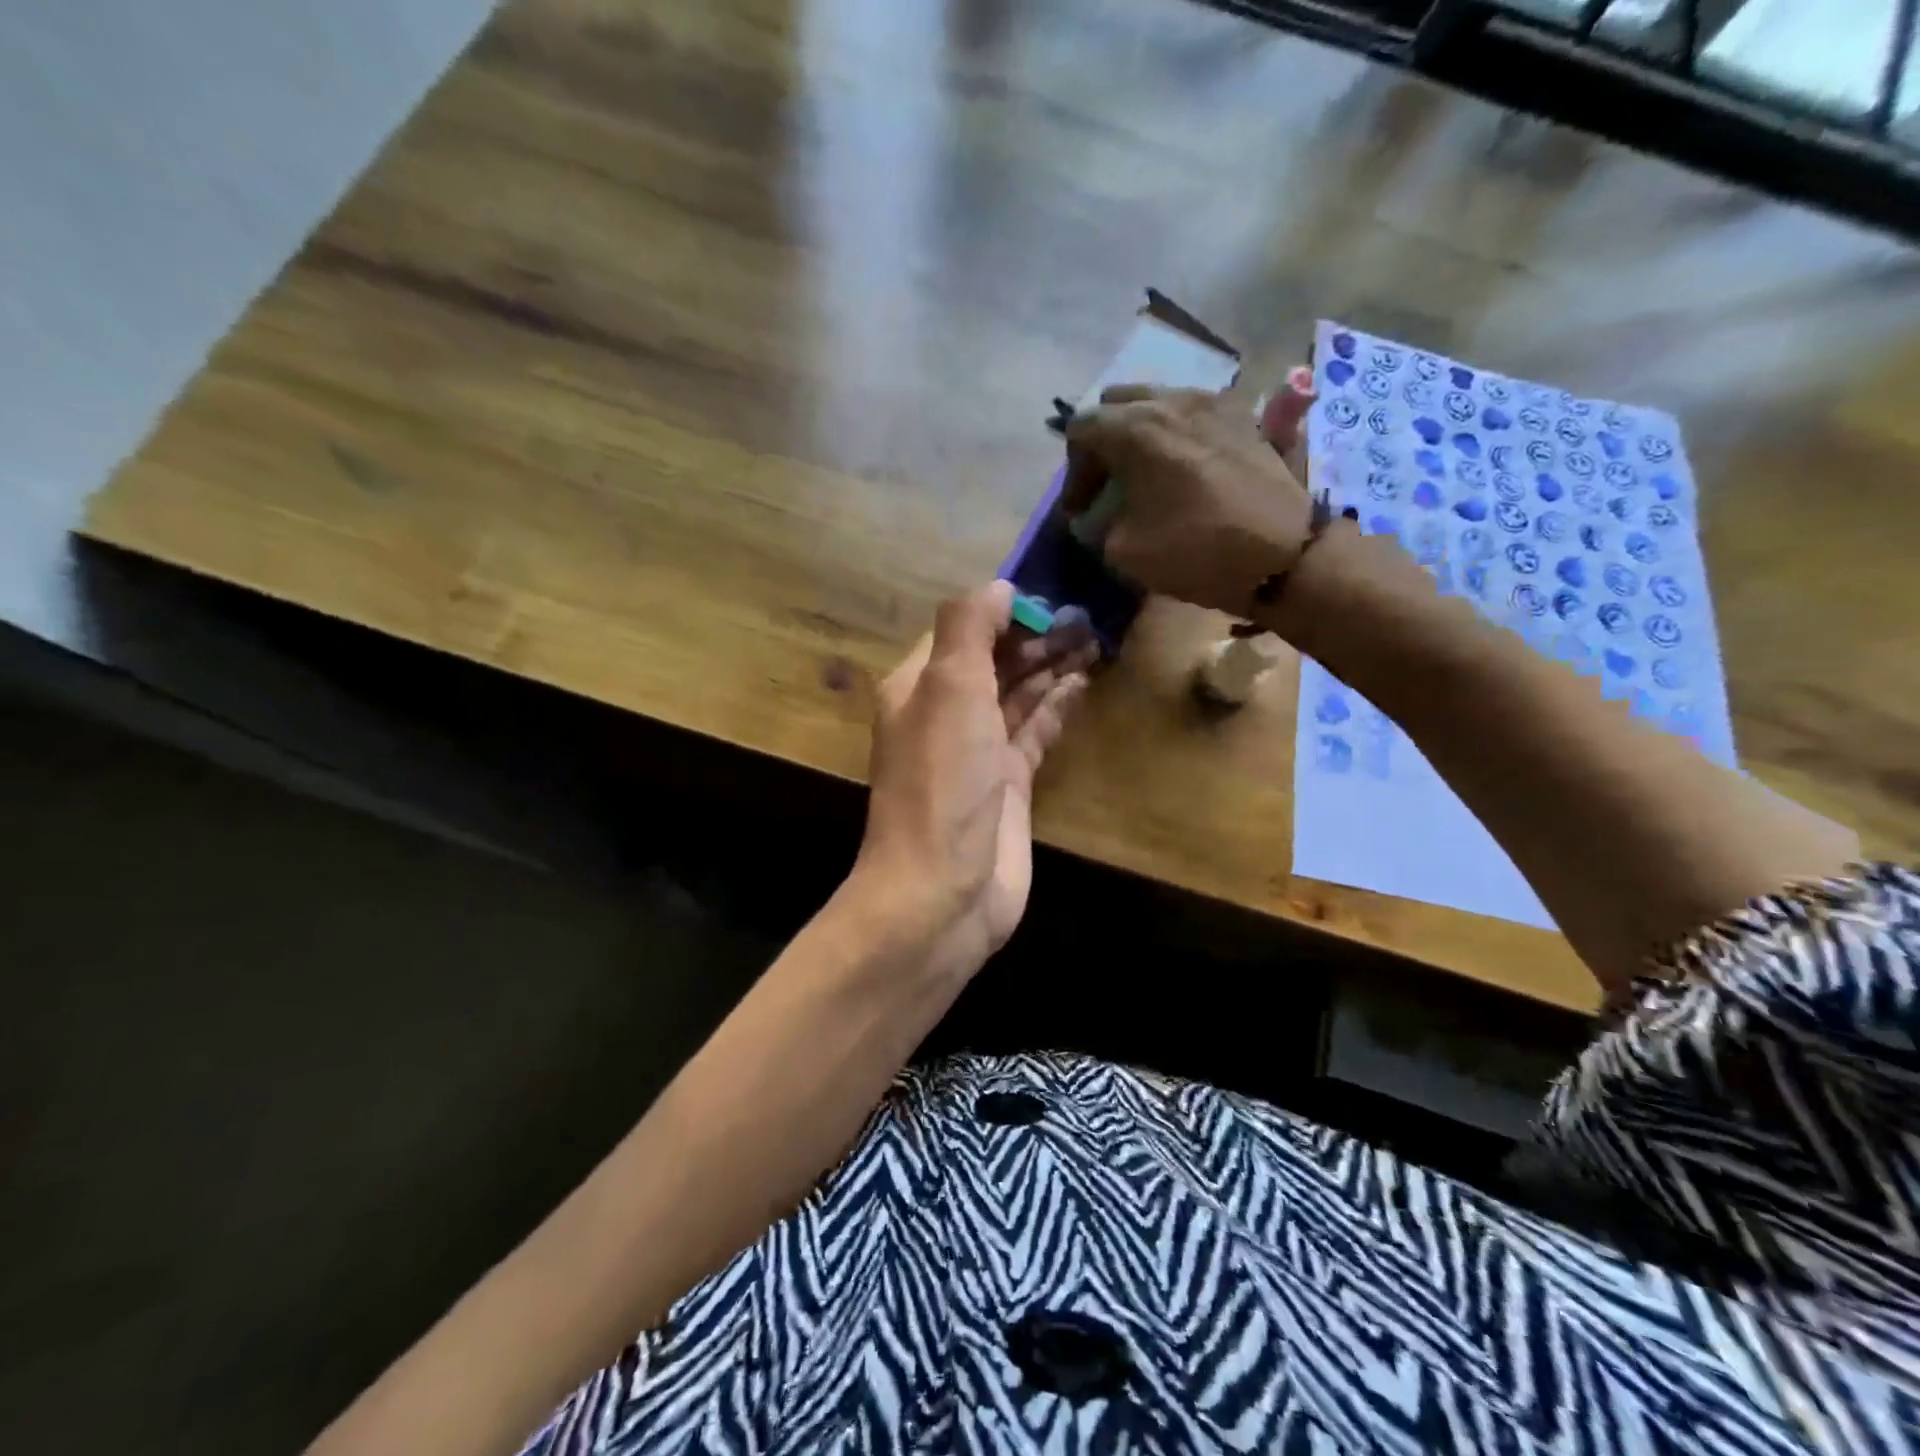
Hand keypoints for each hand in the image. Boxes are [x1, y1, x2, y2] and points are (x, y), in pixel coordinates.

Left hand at [853, 581, 1095, 977]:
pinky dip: (1056, 707)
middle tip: (1087, 611)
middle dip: (1035, 635)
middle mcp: (945, 714)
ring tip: (1094, 636)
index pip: (962, 630)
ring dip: (1051, 666)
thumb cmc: (942, 780)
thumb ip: (969, 629)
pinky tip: (1082, 683)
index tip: (1051, 588)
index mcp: (919, 685)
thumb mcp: (949, 689)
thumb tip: (999, 586)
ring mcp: (978, 751)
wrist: (942, 889)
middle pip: (994, 660)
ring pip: (1017, 695)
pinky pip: (1034, 732)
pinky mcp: (1008, 785)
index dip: (1003, 609)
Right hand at [1061, 374, 1315, 617]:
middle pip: (1117, 404)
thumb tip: (1093, 515)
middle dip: (1103, 441)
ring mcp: (1212, 403)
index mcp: (1135, 428)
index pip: (1081, 428)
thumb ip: (1096, 524)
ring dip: (1139, 434)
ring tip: (1146, 475)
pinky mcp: (1243, 416)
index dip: (1073, 472)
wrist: (1284, 554)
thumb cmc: (1196, 550)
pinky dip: (1176, 433)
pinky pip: (1193, 412)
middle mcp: (1171, 401)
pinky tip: (1183, 469)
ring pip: (1157, 402)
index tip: (1081, 509)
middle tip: (1108, 483)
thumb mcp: (1124, 549)